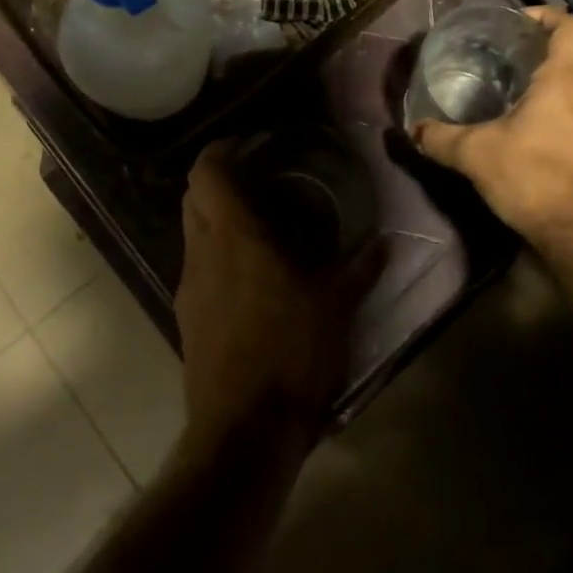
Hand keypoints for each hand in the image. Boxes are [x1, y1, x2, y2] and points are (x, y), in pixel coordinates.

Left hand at [176, 141, 381, 446]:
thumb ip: (361, 269)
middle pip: (193, 197)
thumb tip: (385, 244)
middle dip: (217, 180)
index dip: (219, 149)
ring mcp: (189, 286)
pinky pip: (197, 267)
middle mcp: (202, 252)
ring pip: (192, 232)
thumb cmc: (291, 353)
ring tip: (257, 224)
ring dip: (216, 218)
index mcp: (234, 237)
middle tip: (255, 178)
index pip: (206, 173)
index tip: (245, 143)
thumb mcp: (337, 307)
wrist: (243, 429)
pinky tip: (249, 275)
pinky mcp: (187, 317)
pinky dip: (216, 255)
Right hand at [412, 5, 572, 246]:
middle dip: (545, 47)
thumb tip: (413, 130)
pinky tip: (532, 128)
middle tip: (508, 54)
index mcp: (565, 79)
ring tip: (516, 89)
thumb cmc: (535, 177)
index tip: (518, 22)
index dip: (547, 16)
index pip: (570, 26)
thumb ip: (441, 139)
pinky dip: (561, 107)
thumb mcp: (476, 155)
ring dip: (554, 79)